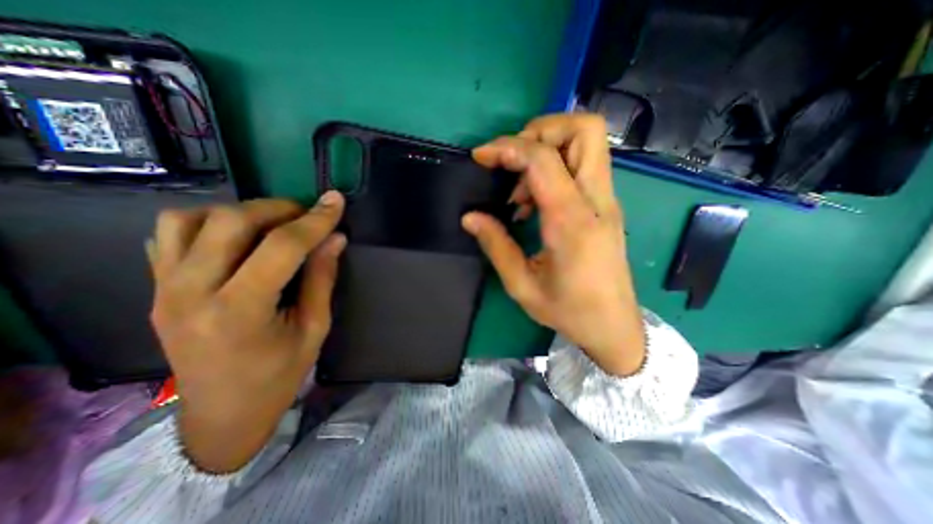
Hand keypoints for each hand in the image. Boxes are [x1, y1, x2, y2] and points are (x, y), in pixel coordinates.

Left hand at [149, 189, 344, 470]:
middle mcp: (191, 293)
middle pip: (231, 221)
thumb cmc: (278, 375)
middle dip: (278, 209)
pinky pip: (169, 235)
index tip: (336, 202)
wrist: (221, 414)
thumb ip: (323, 278)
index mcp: (240, 311)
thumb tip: (335, 238)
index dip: (315, 220)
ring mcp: (164, 289)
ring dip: (240, 212)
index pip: (282, 247)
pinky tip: (236, 238)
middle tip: (307, 216)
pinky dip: (206, 223)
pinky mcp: (155, 289)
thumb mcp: (315, 328)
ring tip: (271, 225)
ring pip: (190, 219)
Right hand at [462, 115, 645, 375]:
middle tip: (511, 159)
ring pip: (587, 142)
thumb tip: (470, 217)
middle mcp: (596, 201)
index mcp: (571, 221)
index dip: (507, 148)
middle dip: (540, 130)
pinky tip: (534, 202)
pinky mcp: (606, 206)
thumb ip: (496, 245)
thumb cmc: (569, 311)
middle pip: (584, 129)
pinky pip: (584, 166)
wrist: (614, 326)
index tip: (481, 156)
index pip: (543, 159)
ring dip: (547, 149)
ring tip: (519, 192)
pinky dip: (555, 168)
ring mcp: (607, 201)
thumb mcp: (522, 285)